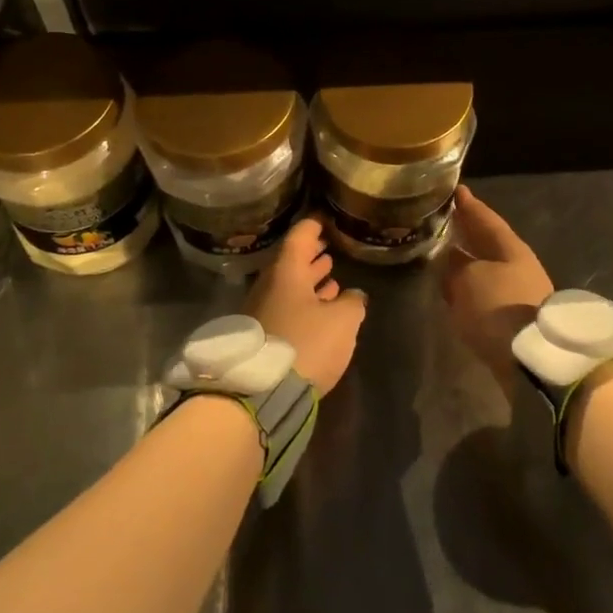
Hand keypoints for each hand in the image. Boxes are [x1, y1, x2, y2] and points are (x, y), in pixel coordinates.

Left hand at [246, 219, 365, 395]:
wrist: (260, 393)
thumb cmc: (305, 344)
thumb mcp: (342, 321)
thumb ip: (352, 303)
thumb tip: (353, 296)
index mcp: (287, 272)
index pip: (300, 236)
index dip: (315, 226)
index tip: (326, 219)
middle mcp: (269, 286)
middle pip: (291, 262)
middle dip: (312, 255)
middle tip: (329, 248)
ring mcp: (261, 312)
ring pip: (288, 288)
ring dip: (309, 282)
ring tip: (330, 278)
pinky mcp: (262, 337)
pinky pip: (285, 309)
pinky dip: (303, 303)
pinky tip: (319, 311)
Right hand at [440, 186, 552, 384]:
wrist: (532, 360)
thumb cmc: (499, 307)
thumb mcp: (468, 279)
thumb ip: (455, 265)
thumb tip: (450, 258)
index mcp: (510, 248)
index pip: (486, 218)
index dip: (469, 205)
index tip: (456, 190)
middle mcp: (517, 266)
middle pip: (488, 243)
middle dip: (467, 232)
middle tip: (445, 219)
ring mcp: (518, 293)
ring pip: (485, 268)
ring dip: (466, 262)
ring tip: (442, 255)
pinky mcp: (514, 320)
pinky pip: (485, 293)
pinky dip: (469, 287)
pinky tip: (454, 289)